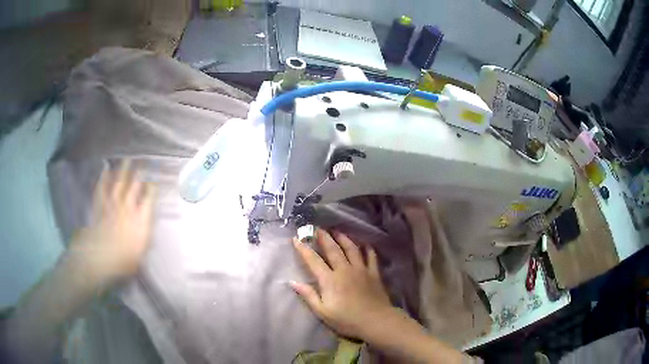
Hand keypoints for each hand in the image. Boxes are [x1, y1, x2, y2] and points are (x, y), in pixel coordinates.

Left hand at [68, 160, 155, 286]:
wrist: (101, 258)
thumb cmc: (125, 260)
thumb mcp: (141, 251)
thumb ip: (144, 234)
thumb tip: (147, 224)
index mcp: (141, 220)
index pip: (149, 199)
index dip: (152, 188)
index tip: (155, 180)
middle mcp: (128, 208)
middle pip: (134, 187)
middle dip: (139, 174)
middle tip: (143, 162)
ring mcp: (113, 205)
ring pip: (119, 184)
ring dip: (123, 171)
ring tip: (127, 159)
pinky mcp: (101, 207)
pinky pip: (102, 190)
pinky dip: (103, 180)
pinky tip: (105, 171)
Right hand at [291, 229, 393, 340]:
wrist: (375, 321)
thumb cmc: (346, 319)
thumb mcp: (323, 312)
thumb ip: (308, 295)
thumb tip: (292, 282)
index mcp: (330, 280)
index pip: (313, 260)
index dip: (304, 249)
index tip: (296, 239)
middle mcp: (344, 270)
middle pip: (333, 249)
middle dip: (324, 237)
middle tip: (318, 228)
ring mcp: (361, 270)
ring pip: (351, 249)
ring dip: (343, 238)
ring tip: (337, 231)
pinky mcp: (374, 273)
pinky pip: (371, 257)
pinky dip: (368, 249)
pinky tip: (366, 244)